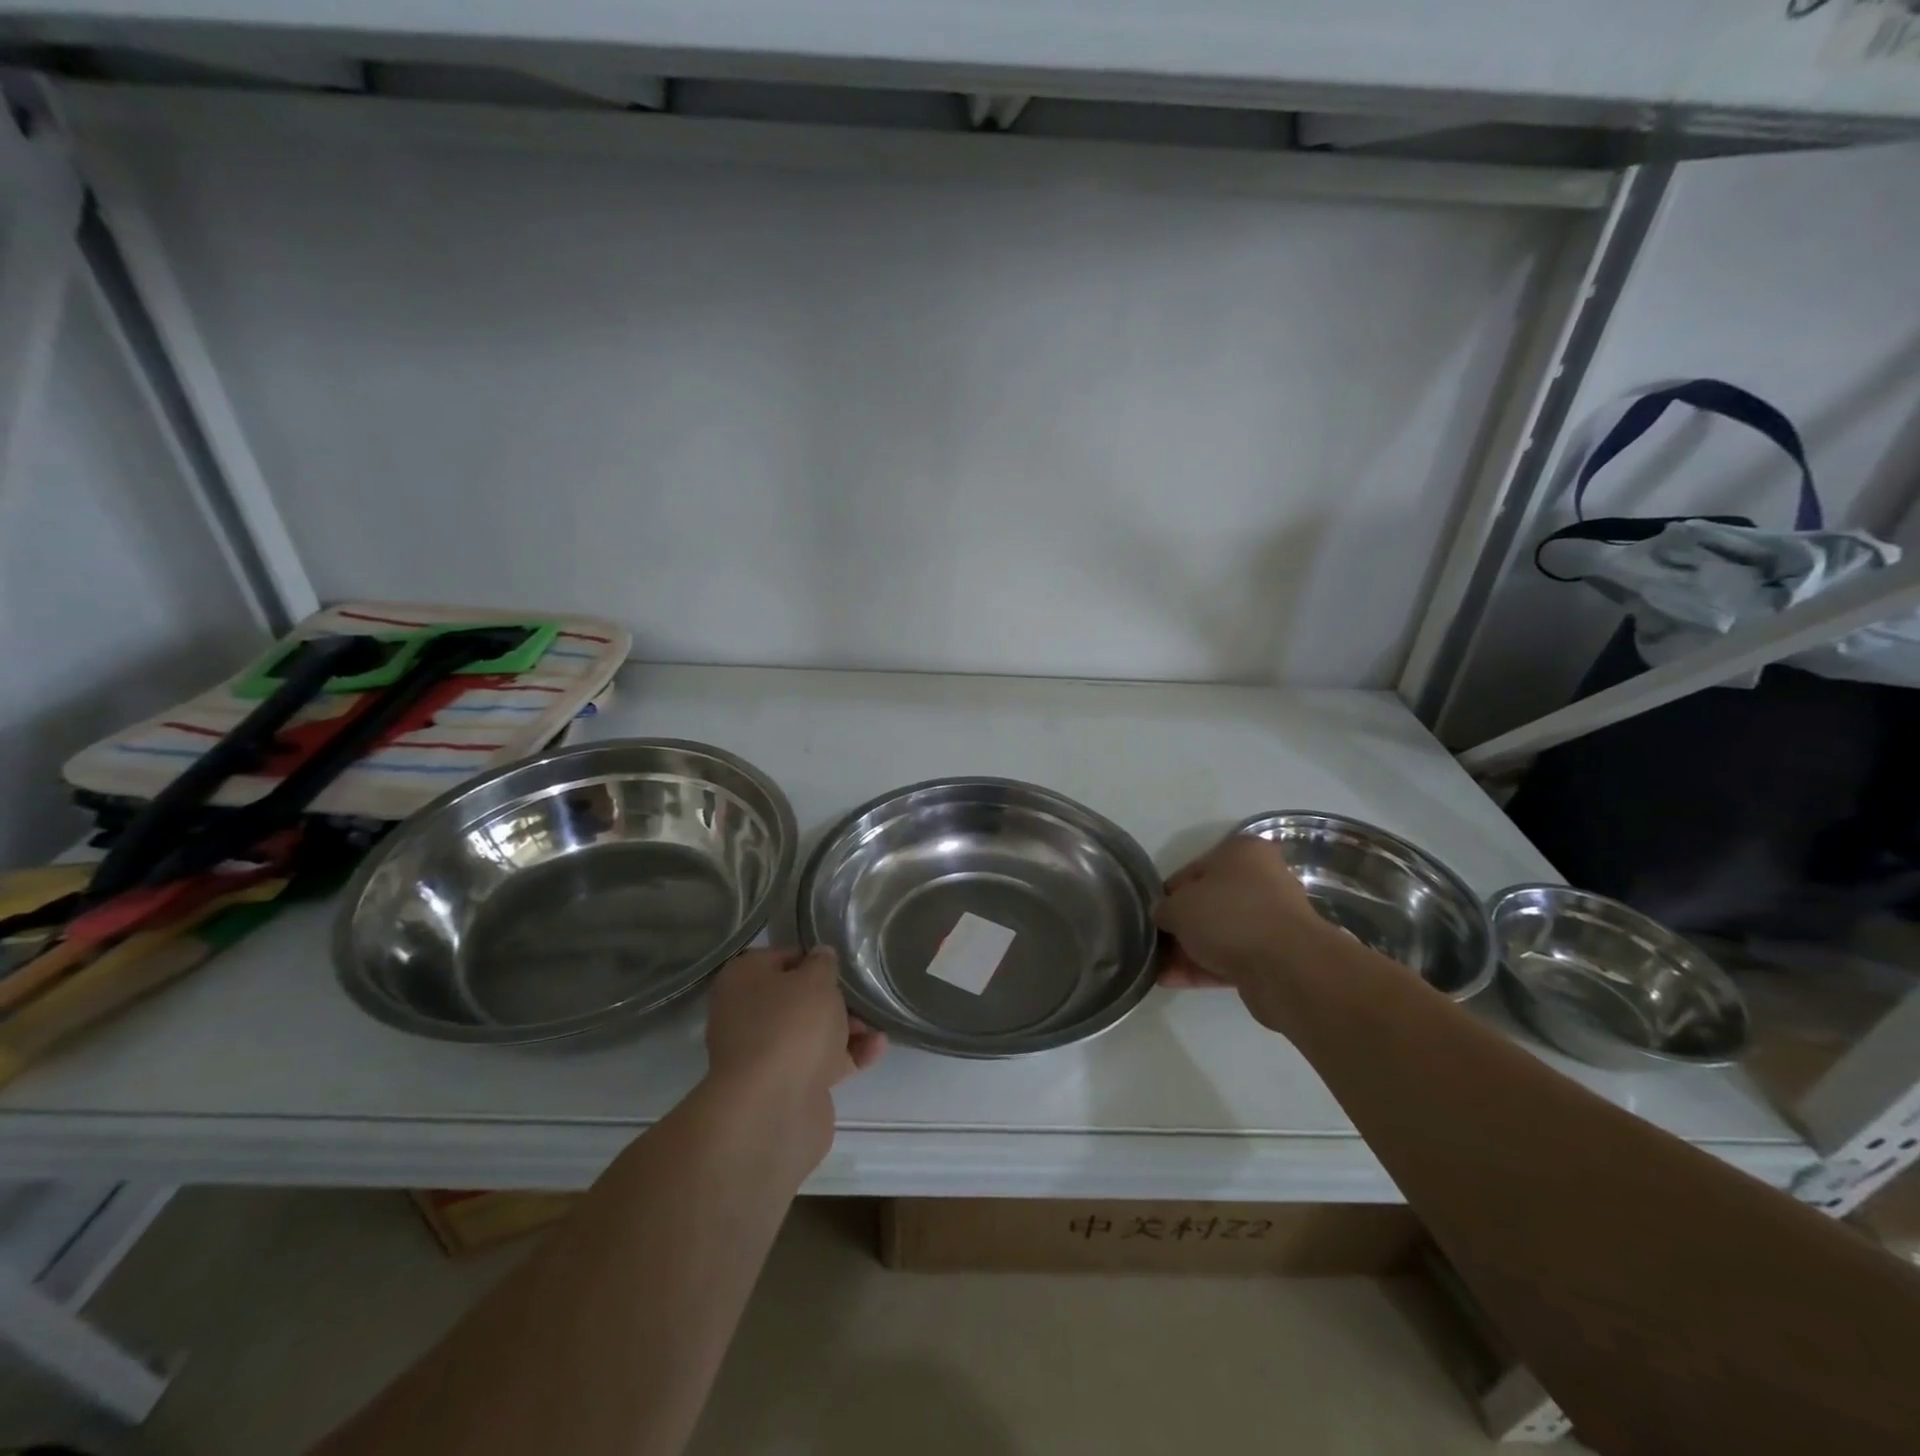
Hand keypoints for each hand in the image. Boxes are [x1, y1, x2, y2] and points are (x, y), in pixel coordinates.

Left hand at [703, 948, 884, 1159]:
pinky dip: (848, 1055)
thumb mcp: (815, 980)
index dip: (813, 958)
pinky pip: (821, 1062)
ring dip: (846, 1027)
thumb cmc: (791, 1027)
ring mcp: (765, 1054)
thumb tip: (820, 956)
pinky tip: (877, 1048)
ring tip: (877, 1025)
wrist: (772, 1110)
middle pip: (797, 998)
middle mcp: (747, 1015)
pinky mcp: (786, 1086)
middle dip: (834, 998)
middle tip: (862, 995)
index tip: (842, 963)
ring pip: (811, 1032)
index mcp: (743, 980)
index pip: (781, 957)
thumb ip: (823, 963)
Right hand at [1155, 835, 1338, 1017]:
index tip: (1153, 915)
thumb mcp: (1178, 905)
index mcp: (1241, 852)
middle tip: (1154, 944)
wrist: (1287, 967)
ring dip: (1189, 950)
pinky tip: (1172, 981)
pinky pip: (1231, 957)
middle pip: (1208, 902)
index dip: (1168, 894)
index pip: (1192, 870)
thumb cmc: (1229, 916)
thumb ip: (1164, 908)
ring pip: (1220, 932)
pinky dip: (1204, 967)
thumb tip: (1164, 917)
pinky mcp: (1276, 955)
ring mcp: (1271, 919)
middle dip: (1180, 926)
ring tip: (1157, 969)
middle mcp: (1261, 880)